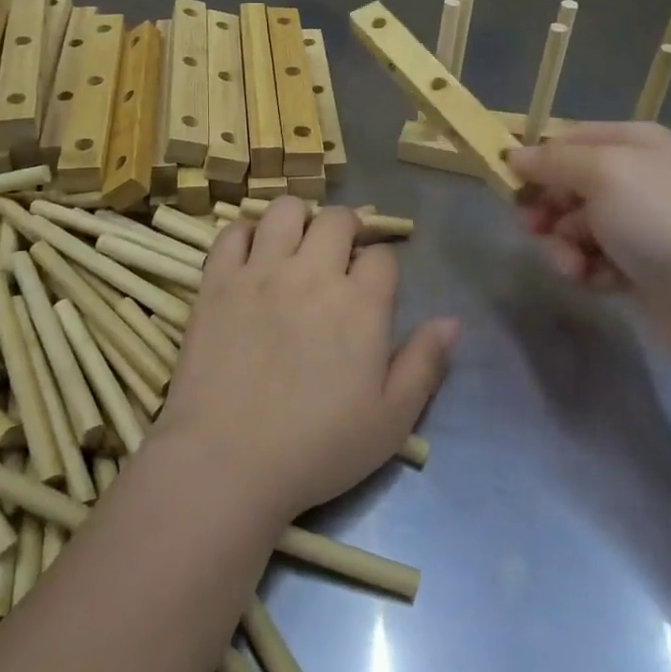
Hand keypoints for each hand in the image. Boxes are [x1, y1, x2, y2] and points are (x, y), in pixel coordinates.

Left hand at [153, 199, 456, 524]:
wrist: (227, 461)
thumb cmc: (317, 448)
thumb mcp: (391, 420)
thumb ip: (425, 364)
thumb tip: (453, 320)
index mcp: (362, 304)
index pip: (382, 256)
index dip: (381, 266)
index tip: (372, 287)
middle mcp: (313, 274)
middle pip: (337, 219)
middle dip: (347, 229)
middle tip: (339, 255)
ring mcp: (261, 273)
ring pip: (285, 210)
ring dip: (298, 219)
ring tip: (296, 245)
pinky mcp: (217, 281)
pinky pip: (232, 232)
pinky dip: (246, 233)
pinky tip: (252, 255)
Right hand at [508, 123, 670, 344]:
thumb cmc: (659, 220)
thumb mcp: (602, 174)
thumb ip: (552, 160)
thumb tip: (512, 154)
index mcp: (632, 142)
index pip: (566, 140)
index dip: (536, 162)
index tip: (509, 186)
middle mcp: (635, 176)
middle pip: (565, 186)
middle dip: (548, 212)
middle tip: (536, 230)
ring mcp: (637, 222)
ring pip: (572, 227)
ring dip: (564, 247)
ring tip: (575, 267)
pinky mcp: (637, 263)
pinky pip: (592, 258)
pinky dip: (588, 270)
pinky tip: (600, 282)